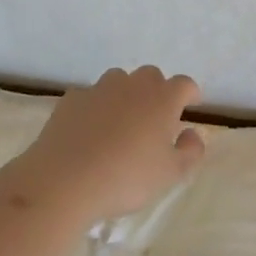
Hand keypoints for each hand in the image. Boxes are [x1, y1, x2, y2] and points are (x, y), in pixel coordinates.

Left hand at [1, 66, 206, 222]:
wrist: (64, 181)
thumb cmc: (126, 178)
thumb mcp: (171, 173)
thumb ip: (190, 150)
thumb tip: (192, 133)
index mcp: (162, 99)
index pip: (184, 84)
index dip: (190, 93)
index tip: (191, 104)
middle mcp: (132, 86)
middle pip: (151, 75)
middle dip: (157, 90)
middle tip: (156, 116)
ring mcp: (98, 89)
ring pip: (118, 80)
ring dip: (125, 94)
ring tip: (122, 121)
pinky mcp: (71, 100)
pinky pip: (90, 96)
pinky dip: (95, 107)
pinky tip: (90, 130)